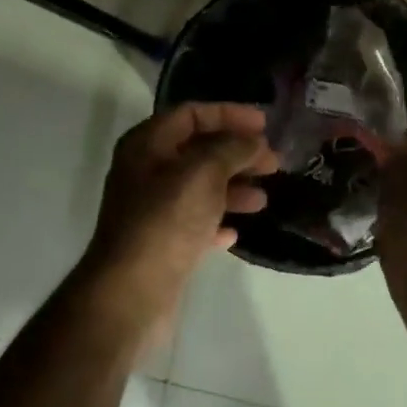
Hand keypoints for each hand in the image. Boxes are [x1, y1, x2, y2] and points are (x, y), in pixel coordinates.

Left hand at [81, 103, 279, 324]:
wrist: (132, 292)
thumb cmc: (166, 221)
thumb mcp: (203, 173)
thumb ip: (231, 149)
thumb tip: (253, 141)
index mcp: (147, 145)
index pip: (190, 114)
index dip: (228, 114)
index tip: (265, 124)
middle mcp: (146, 172)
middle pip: (197, 151)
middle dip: (237, 153)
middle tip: (274, 162)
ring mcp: (152, 210)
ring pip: (199, 188)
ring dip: (232, 188)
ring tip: (263, 199)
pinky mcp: (161, 244)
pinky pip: (195, 223)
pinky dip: (217, 222)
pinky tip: (235, 232)